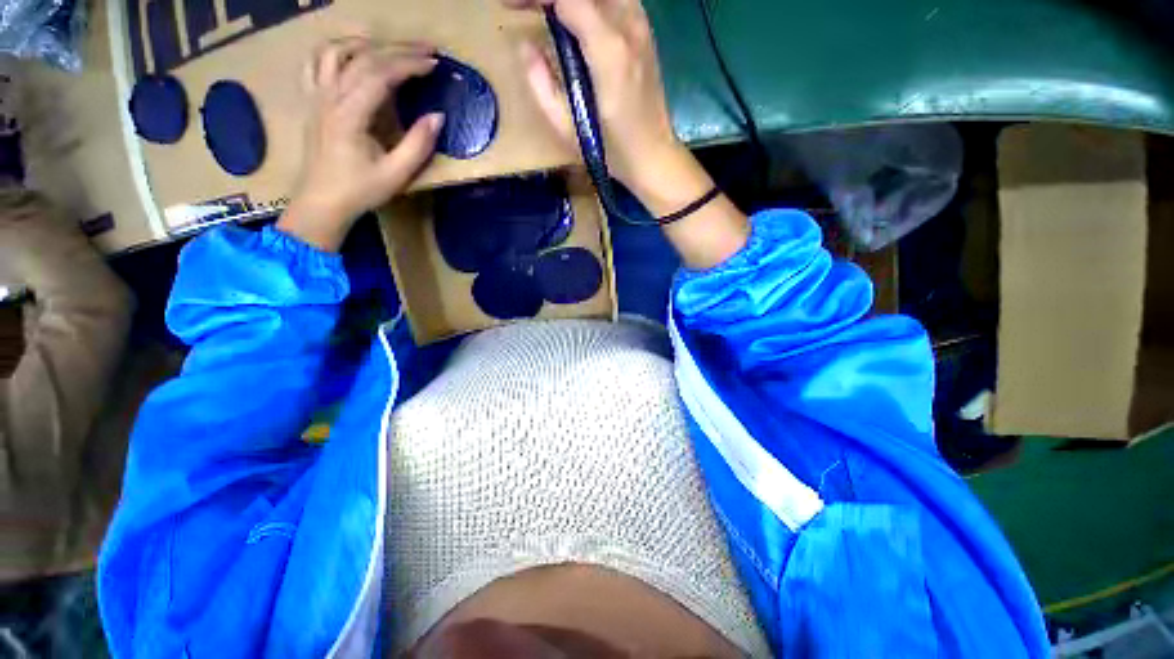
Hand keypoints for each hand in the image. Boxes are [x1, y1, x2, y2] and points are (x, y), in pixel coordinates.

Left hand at [278, 37, 444, 251]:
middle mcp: (329, 96)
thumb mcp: (396, 174)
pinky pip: (316, 63)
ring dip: (365, 43)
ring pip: (334, 51)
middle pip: (362, 57)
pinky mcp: (312, 102)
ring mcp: (316, 96)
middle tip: (426, 49)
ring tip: (391, 47)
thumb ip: (418, 145)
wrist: (321, 203)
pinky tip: (352, 55)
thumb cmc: (359, 191)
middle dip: (397, 49)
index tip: (434, 64)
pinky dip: (336, 51)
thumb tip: (438, 117)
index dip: (409, 64)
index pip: (380, 74)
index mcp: (349, 114)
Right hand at [505, 0, 704, 205]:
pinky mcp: (644, 29)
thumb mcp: (567, 128)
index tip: (509, 7)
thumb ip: (541, 84)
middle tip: (524, 7)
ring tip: (544, 12)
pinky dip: (587, 3)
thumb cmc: (611, 151)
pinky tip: (571, 16)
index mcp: (608, 50)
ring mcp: (641, 23)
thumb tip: (525, 46)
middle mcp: (629, 24)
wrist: (653, 155)